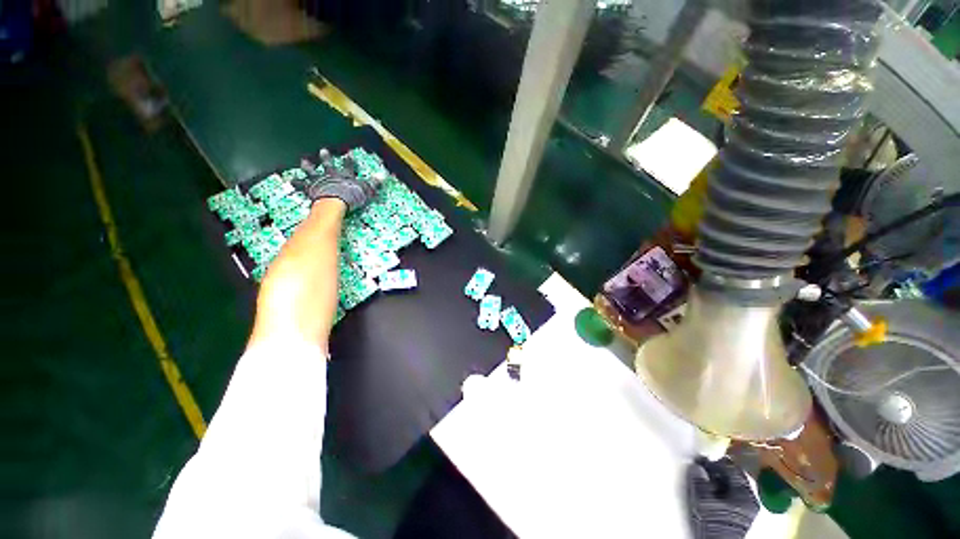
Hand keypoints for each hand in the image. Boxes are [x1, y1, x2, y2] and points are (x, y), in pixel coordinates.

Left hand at [300, 149, 382, 212]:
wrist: (334, 201)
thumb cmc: (351, 196)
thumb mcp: (366, 190)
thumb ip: (374, 183)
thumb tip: (384, 176)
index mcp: (345, 175)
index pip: (348, 166)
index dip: (349, 161)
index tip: (349, 155)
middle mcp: (331, 175)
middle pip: (328, 164)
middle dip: (326, 158)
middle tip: (323, 150)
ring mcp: (319, 180)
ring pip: (313, 171)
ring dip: (308, 166)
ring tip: (304, 162)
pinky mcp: (310, 188)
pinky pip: (301, 185)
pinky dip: (296, 183)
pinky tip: (290, 181)